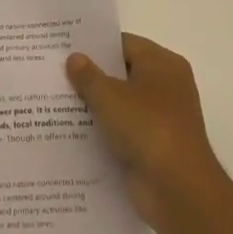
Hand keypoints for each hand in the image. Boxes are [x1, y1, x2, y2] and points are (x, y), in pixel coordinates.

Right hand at [67, 34, 225, 226]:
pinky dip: (103, 131)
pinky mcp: (154, 147)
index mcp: (162, 64)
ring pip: (121, 104)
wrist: (178, 189)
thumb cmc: (147, 127)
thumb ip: (88, 75)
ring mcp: (161, 118)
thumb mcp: (109, 96)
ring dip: (95, 106)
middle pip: (122, 73)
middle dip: (91, 76)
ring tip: (55, 102)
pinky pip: (123, 131)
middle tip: (54, 73)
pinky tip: (72, 132)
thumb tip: (74, 58)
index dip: (94, 46)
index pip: (124, 44)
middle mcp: (166, 86)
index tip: (64, 48)